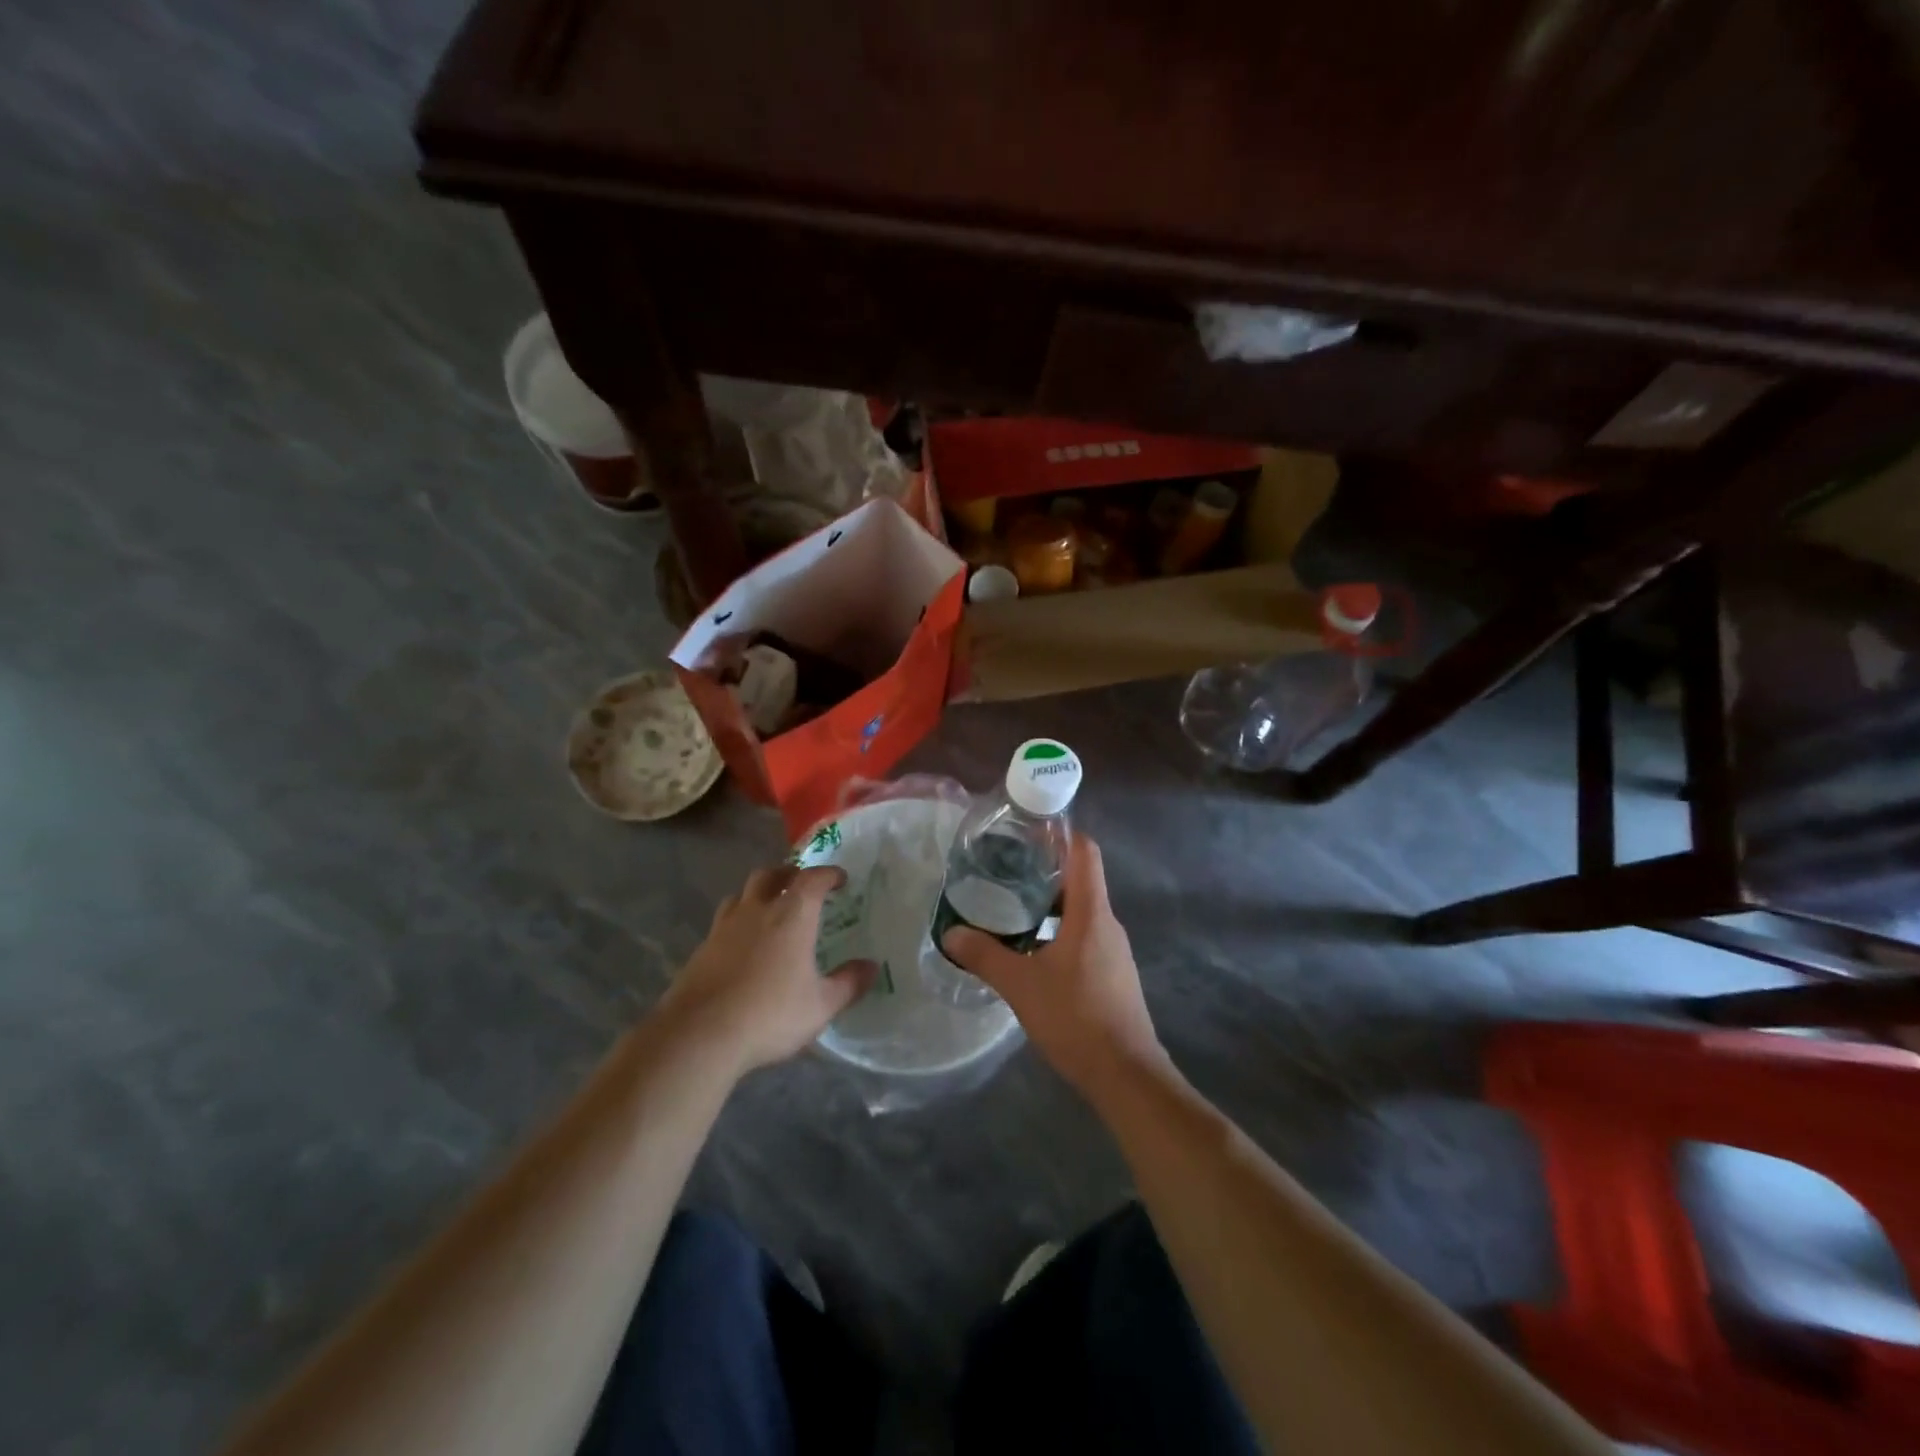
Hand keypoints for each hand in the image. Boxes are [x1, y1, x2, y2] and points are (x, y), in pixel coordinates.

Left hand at [661, 863, 877, 1077]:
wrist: (700, 1035)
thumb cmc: (770, 1014)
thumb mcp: (821, 1005)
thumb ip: (849, 983)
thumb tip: (871, 967)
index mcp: (791, 915)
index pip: (812, 879)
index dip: (828, 874)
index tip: (840, 879)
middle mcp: (757, 911)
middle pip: (771, 875)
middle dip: (789, 874)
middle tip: (801, 885)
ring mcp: (724, 927)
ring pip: (741, 894)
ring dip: (758, 893)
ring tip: (769, 908)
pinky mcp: (702, 948)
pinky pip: (723, 921)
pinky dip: (738, 921)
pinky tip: (742, 944)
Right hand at [941, 836, 1165, 1100]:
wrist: (1126, 1075)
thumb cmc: (1076, 1018)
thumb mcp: (1021, 985)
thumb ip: (985, 956)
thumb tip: (951, 934)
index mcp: (1091, 913)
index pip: (1084, 852)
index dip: (1060, 833)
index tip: (1027, 828)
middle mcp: (1107, 923)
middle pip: (1080, 878)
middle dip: (1044, 868)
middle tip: (1004, 867)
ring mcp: (1113, 949)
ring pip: (1080, 909)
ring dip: (1049, 902)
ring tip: (1010, 905)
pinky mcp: (1112, 972)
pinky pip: (1084, 934)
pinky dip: (1058, 929)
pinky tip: (1031, 948)